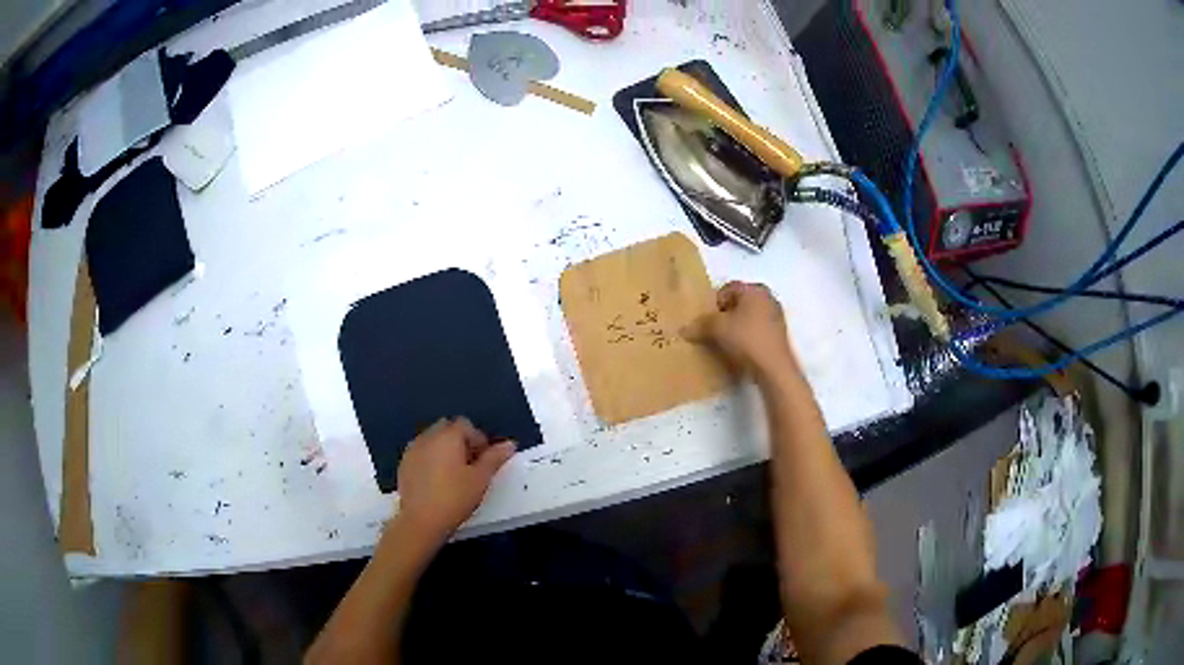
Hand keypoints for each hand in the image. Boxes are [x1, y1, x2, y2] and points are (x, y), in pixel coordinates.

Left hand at [394, 417, 515, 548]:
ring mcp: (412, 450)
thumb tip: (510, 444)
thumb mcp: (480, 479)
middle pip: (447, 428)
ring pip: (432, 439)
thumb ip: (494, 458)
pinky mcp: (403, 464)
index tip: (484, 461)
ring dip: (444, 449)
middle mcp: (427, 437)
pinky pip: (421, 452)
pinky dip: (430, 459)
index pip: (466, 425)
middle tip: (470, 465)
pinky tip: (436, 480)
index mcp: (447, 436)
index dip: (478, 440)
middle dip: (460, 441)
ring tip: (453, 474)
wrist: (421, 520)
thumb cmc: (455, 498)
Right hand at [682, 281, 797, 377]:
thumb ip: (700, 325)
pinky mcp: (779, 334)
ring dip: (735, 327)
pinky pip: (756, 330)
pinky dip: (746, 336)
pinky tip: (740, 351)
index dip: (713, 303)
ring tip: (724, 343)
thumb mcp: (717, 329)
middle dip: (724, 315)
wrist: (774, 368)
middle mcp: (768, 297)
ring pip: (748, 317)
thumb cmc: (746, 339)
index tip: (706, 320)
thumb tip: (684, 329)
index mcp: (754, 289)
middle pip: (738, 302)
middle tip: (712, 330)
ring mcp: (776, 316)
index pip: (727, 289)